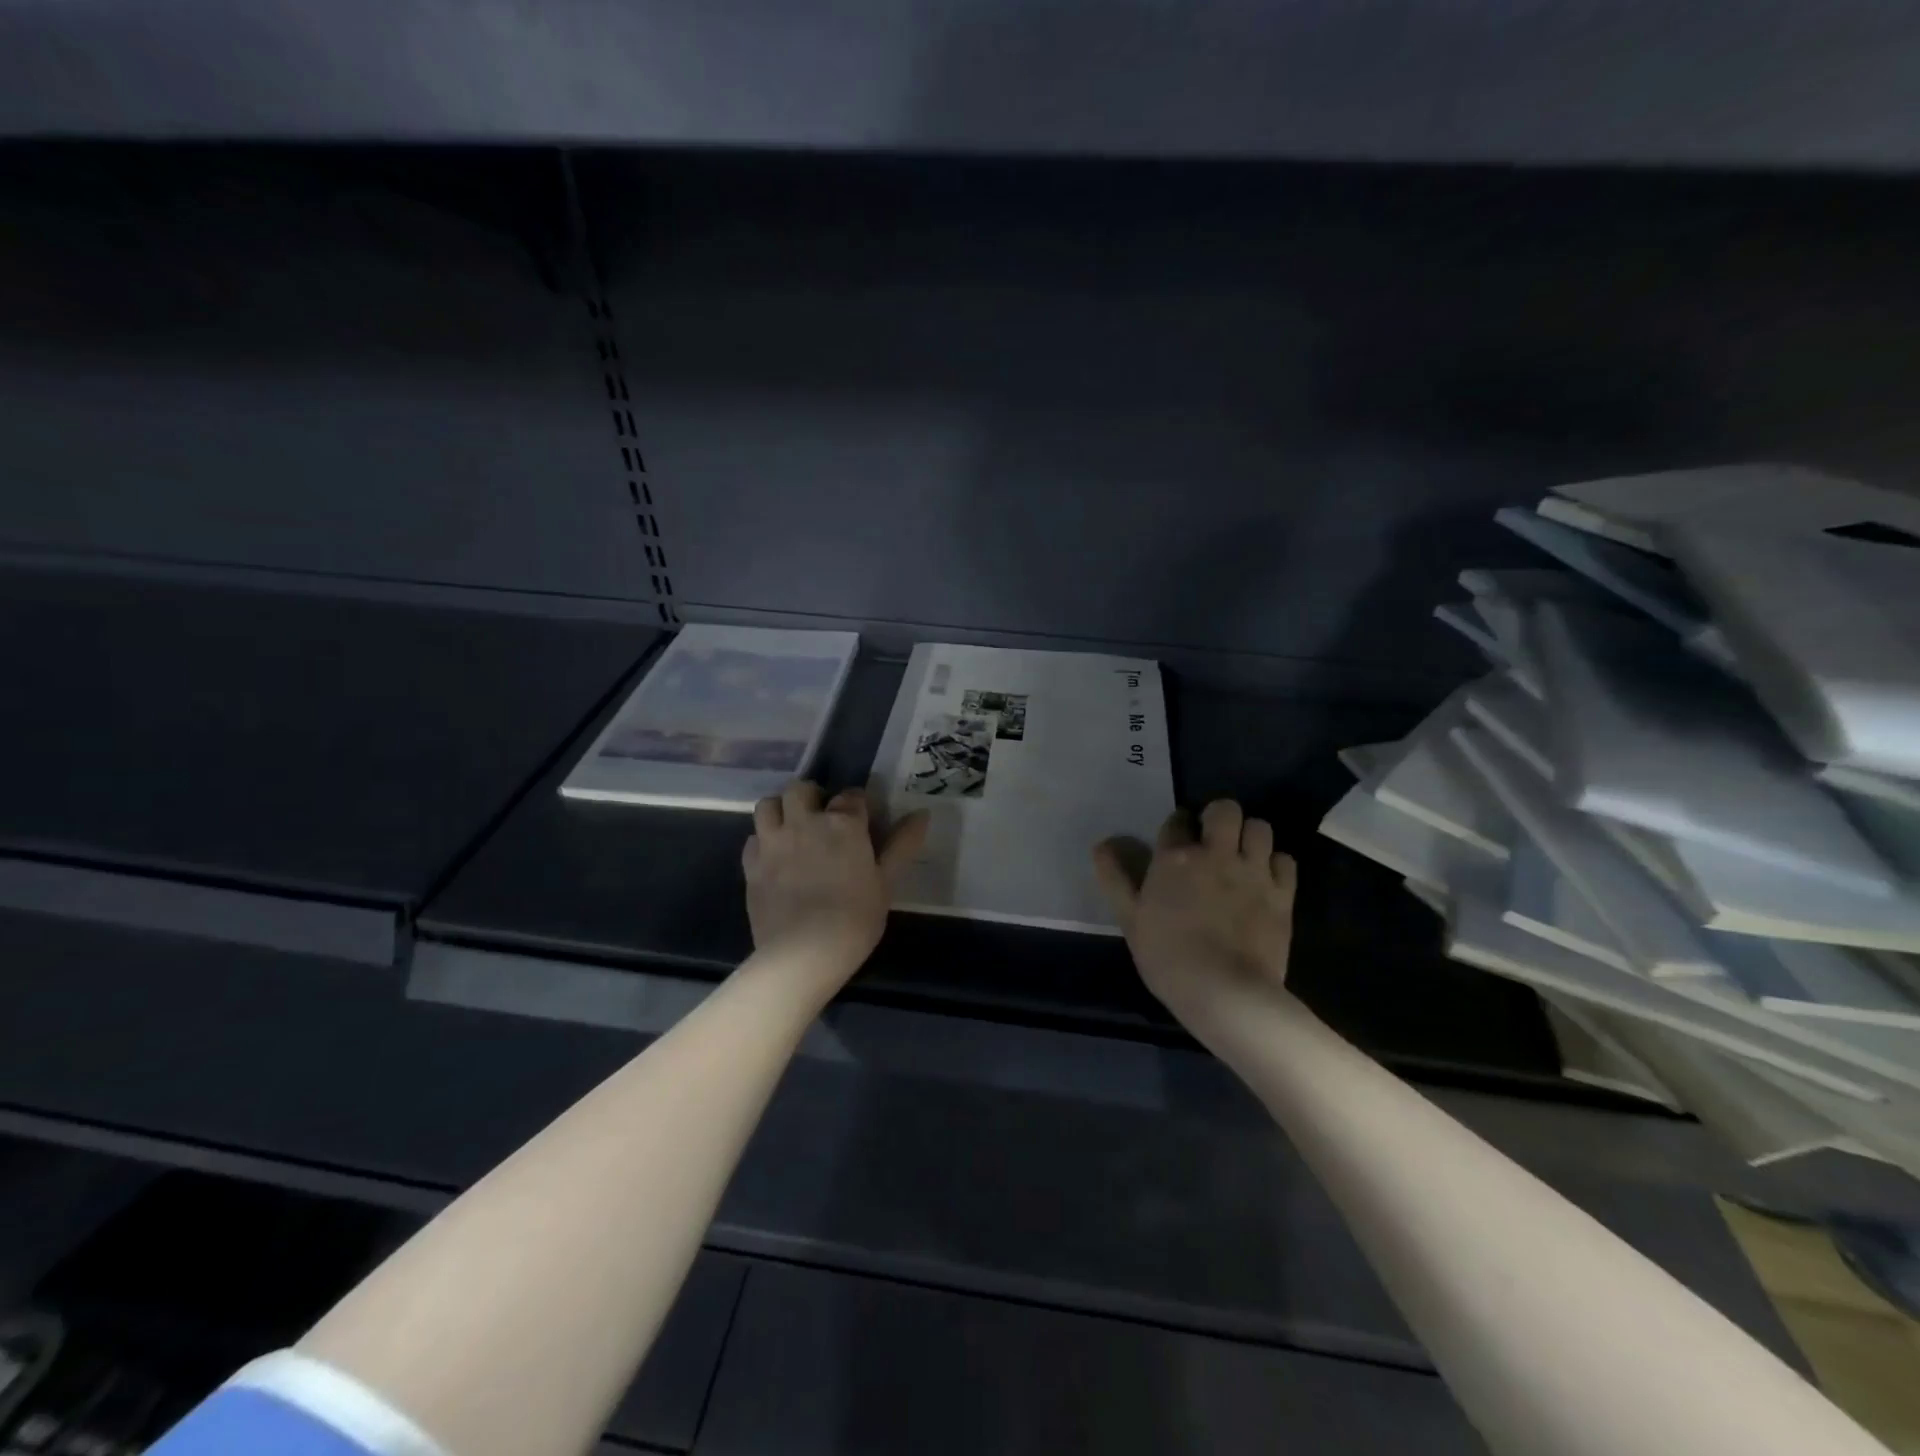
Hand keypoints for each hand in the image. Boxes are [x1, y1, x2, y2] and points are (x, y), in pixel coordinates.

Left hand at [743, 781, 929, 985]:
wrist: (803, 953)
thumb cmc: (855, 918)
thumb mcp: (886, 882)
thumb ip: (902, 845)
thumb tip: (922, 814)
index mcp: (842, 824)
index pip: (851, 795)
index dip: (857, 804)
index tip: (862, 819)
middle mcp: (804, 822)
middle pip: (801, 788)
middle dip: (812, 796)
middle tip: (821, 817)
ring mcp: (773, 842)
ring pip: (768, 805)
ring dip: (781, 810)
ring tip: (792, 829)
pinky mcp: (751, 865)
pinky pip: (753, 838)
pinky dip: (763, 841)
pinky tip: (774, 858)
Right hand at [1093, 800, 1296, 1024]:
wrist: (1224, 992)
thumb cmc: (1167, 956)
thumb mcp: (1130, 918)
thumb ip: (1115, 878)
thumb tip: (1102, 844)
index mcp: (1176, 857)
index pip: (1177, 820)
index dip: (1178, 826)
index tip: (1177, 842)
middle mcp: (1216, 853)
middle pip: (1226, 809)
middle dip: (1220, 817)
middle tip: (1214, 841)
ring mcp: (1253, 871)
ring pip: (1259, 828)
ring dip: (1250, 837)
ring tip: (1242, 857)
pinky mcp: (1282, 894)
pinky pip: (1285, 860)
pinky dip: (1275, 865)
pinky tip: (1265, 880)